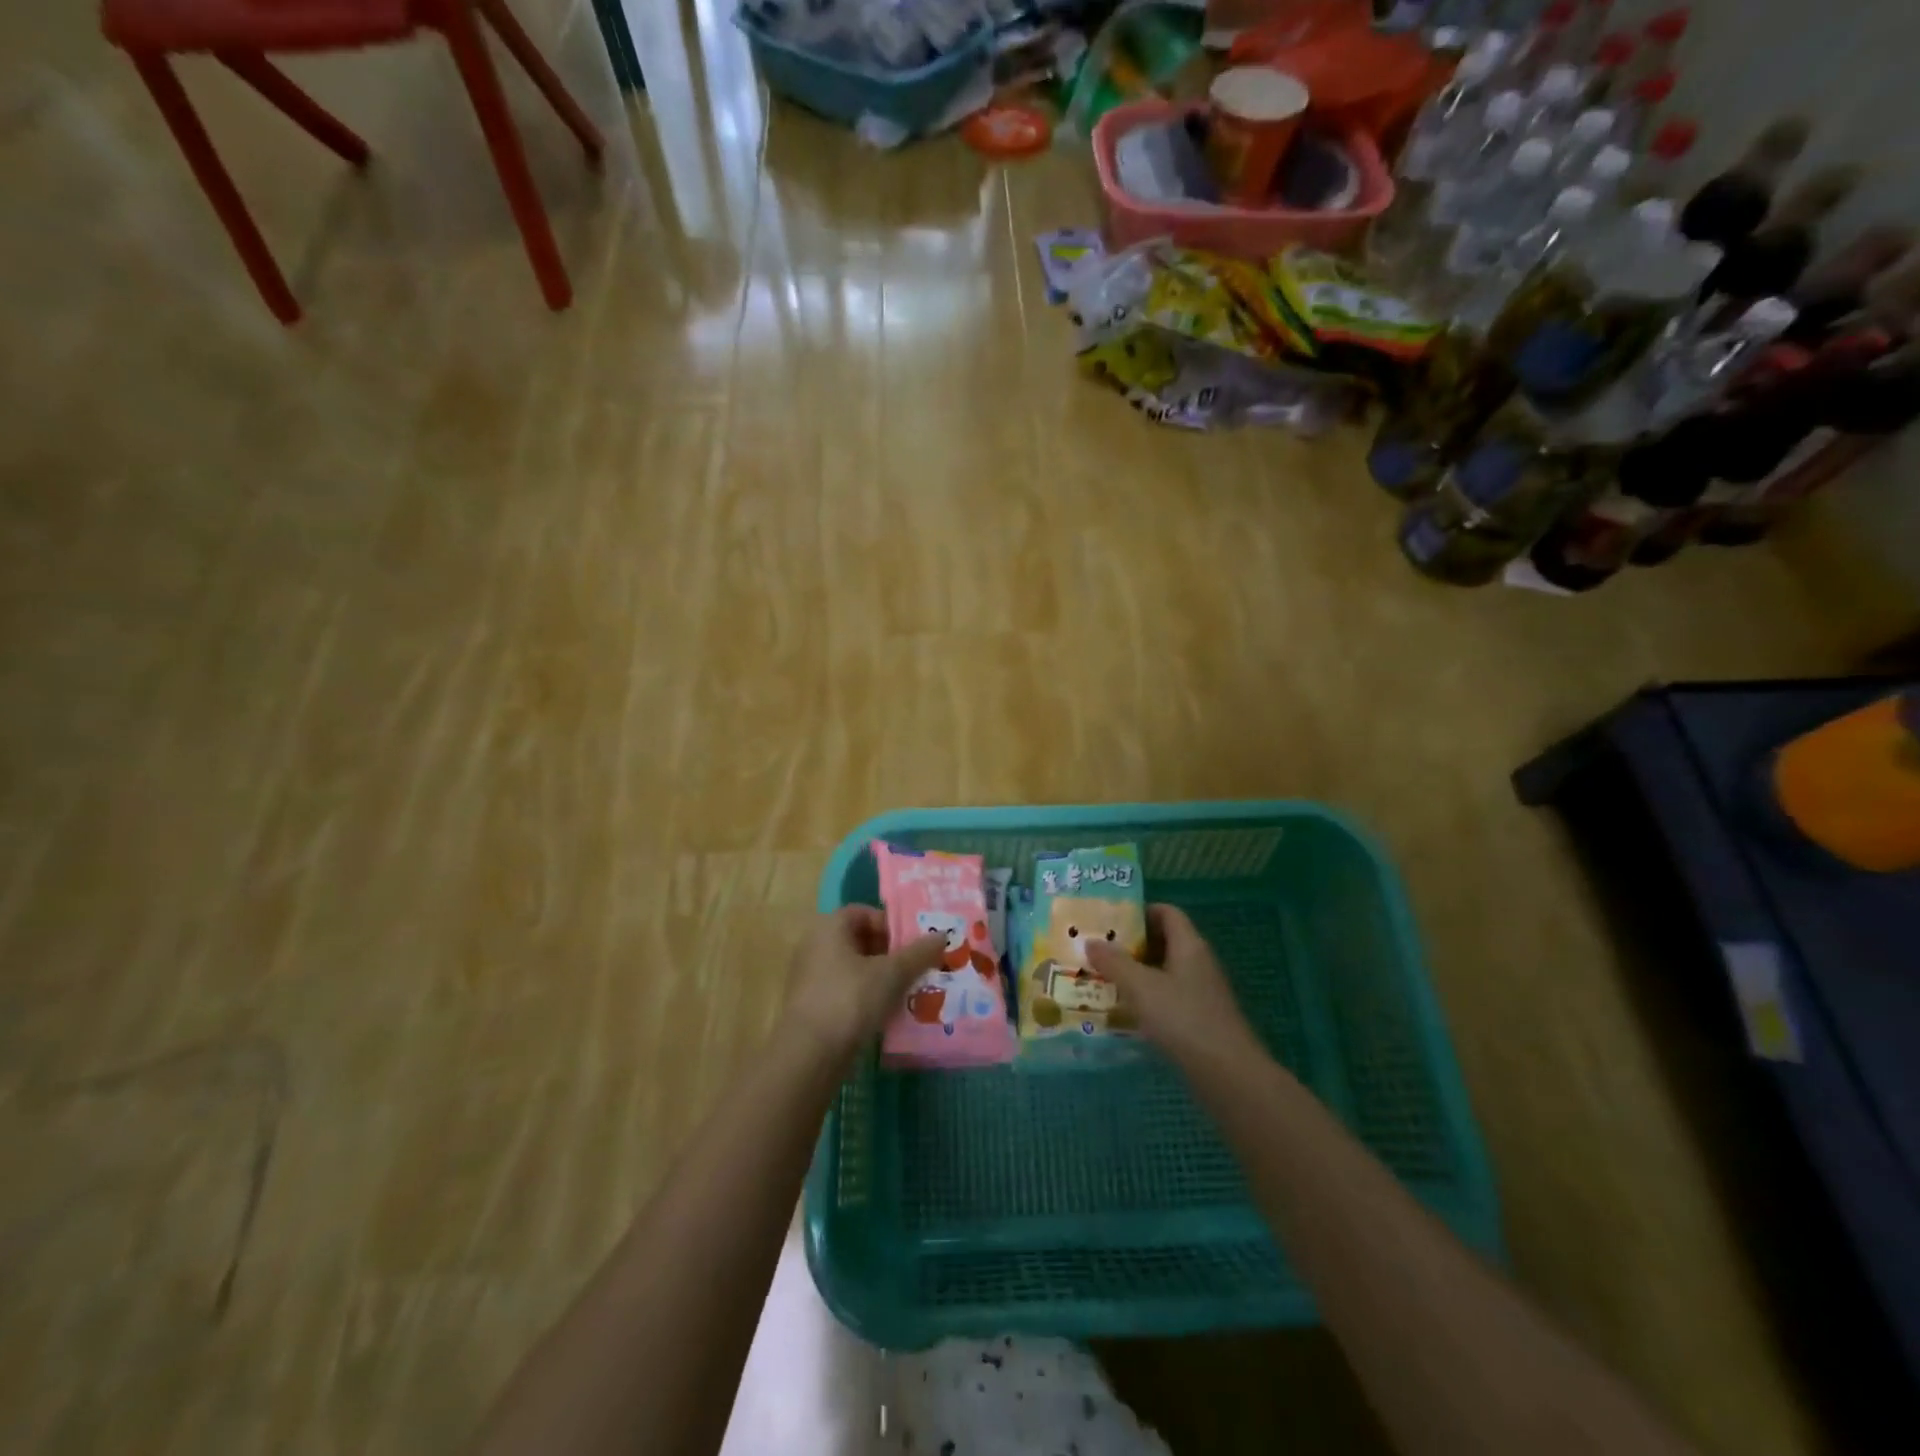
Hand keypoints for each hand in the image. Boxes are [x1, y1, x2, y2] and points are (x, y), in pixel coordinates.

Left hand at [784, 907, 944, 1060]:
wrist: (809, 1055)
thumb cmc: (850, 1000)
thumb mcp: (891, 973)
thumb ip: (918, 953)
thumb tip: (943, 935)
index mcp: (829, 928)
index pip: (863, 912)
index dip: (890, 924)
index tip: (912, 944)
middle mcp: (815, 947)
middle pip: (860, 941)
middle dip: (890, 953)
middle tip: (917, 967)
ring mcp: (811, 979)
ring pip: (855, 969)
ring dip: (881, 978)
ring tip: (908, 992)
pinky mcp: (813, 1007)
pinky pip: (846, 992)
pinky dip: (867, 998)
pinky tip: (887, 1014)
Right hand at [1084, 904, 1262, 1066]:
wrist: (1228, 1074)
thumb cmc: (1183, 1019)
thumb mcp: (1140, 987)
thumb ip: (1114, 962)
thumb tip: (1091, 942)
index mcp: (1189, 945)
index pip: (1166, 912)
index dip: (1140, 911)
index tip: (1110, 922)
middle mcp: (1198, 962)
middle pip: (1164, 941)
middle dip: (1132, 945)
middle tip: (1100, 951)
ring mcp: (1202, 992)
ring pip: (1165, 971)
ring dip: (1137, 973)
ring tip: (1105, 979)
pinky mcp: (1201, 1018)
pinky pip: (1170, 997)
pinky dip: (1148, 998)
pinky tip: (1126, 1012)